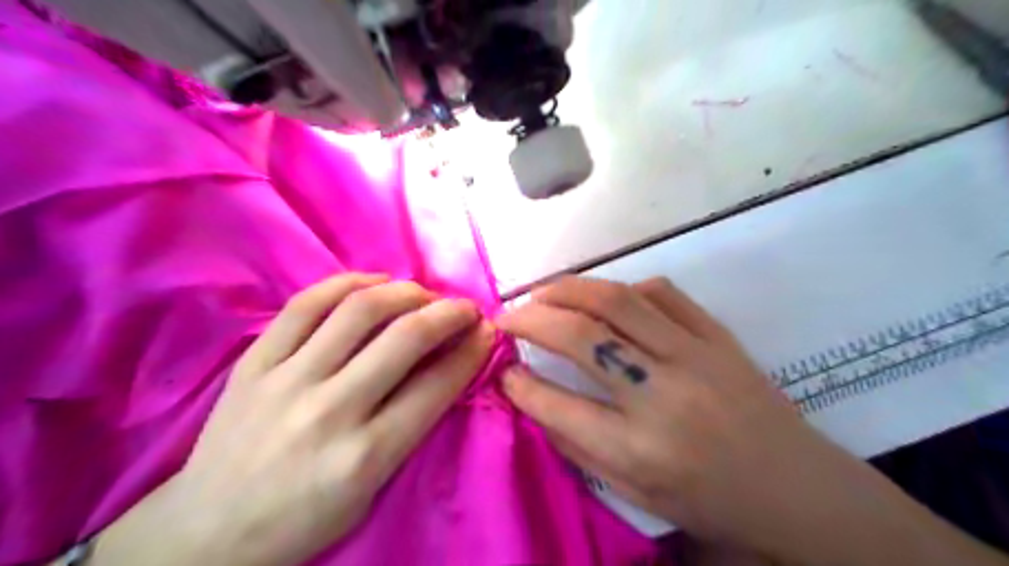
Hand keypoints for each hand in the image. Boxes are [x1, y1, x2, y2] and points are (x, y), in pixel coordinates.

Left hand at [91, 272, 494, 565]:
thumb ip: (411, 427)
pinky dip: (346, 283)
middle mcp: (330, 411)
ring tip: (422, 293)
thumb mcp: (372, 490)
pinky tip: (372, 282)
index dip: (472, 350)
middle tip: (464, 307)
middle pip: (405, 338)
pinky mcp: (254, 363)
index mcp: (365, 456)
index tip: (487, 331)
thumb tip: (447, 367)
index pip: (437, 386)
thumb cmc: (303, 521)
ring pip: (358, 310)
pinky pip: (305, 305)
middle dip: (449, 313)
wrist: (206, 534)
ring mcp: (286, 381)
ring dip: (405, 291)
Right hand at [496, 275, 1008, 564]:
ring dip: (568, 289)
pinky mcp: (718, 335)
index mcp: (639, 451)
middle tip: (507, 316)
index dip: (518, 381)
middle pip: (581, 337)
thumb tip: (531, 395)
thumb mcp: (634, 494)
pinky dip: (624, 288)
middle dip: (531, 319)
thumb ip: (577, 444)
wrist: (796, 488)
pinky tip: (607, 297)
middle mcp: (662, 396)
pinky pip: (662, 293)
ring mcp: (695, 356)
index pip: (556, 404)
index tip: (502, 367)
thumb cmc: (709, 500)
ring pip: (616, 301)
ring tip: (541, 292)